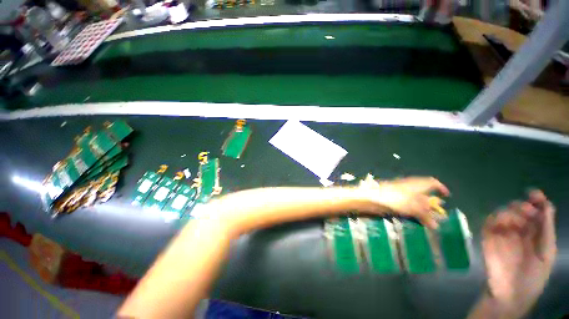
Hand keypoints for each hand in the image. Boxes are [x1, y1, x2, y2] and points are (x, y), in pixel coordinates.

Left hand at [359, 176, 449, 228]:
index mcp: (414, 184)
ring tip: (427, 223)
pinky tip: (413, 220)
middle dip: (431, 205)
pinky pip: (404, 207)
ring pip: (413, 202)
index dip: (440, 187)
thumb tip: (436, 225)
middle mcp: (406, 188)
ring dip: (421, 212)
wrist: (368, 198)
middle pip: (422, 194)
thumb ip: (424, 215)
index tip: (447, 195)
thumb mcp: (412, 207)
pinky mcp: (390, 201)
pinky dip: (411, 213)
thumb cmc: (391, 199)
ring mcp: (397, 194)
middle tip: (437, 217)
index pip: (430, 182)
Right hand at [482, 190, 556, 317]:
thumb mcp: (547, 255)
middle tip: (527, 211)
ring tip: (515, 222)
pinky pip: (489, 222)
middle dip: (523, 207)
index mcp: (536, 235)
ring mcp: (503, 235)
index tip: (533, 193)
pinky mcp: (488, 238)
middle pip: (519, 210)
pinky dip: (495, 219)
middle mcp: (520, 232)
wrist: (510, 295)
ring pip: (503, 213)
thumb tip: (546, 205)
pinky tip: (500, 223)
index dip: (536, 201)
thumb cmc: (533, 277)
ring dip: (510, 212)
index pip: (536, 212)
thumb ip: (546, 231)